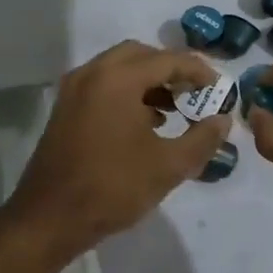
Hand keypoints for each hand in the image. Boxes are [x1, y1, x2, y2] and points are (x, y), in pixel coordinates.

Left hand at [2, 41, 232, 258]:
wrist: (49, 218)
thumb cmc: (112, 187)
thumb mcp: (168, 166)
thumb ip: (202, 139)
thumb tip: (223, 120)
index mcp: (118, 79)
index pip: (168, 59)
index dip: (199, 72)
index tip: (220, 90)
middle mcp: (93, 73)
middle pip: (141, 54)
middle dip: (171, 70)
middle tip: (195, 93)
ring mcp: (74, 89)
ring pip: (119, 68)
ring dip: (149, 81)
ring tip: (175, 109)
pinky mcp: (65, 107)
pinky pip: (103, 84)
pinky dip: (127, 92)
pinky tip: (145, 123)